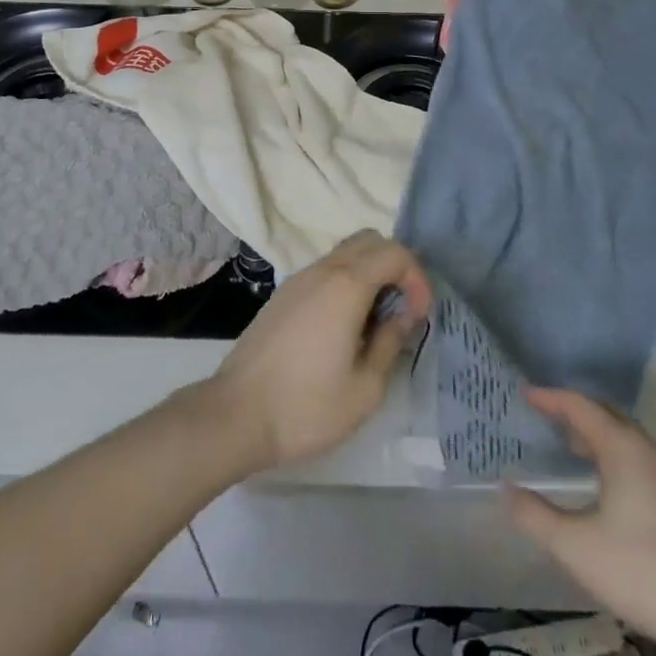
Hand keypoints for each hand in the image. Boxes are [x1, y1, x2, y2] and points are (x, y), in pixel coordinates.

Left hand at [203, 231, 431, 474]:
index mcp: (346, 285)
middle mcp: (322, 270)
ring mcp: (298, 279)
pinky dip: (347, 282)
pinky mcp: (283, 294)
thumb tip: (402, 315)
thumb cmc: (307, 406)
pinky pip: (326, 271)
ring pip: (346, 253)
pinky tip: (346, 326)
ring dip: (370, 273)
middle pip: (369, 240)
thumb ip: (391, 342)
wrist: (236, 415)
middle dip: (396, 266)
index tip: (419, 316)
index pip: (394, 252)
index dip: (417, 278)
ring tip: (377, 321)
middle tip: (404, 308)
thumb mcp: (365, 388)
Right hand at [503, 389, 655, 655]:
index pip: (579, 405)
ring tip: (568, 445)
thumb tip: (506, 489)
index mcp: (621, 447)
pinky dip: (610, 453)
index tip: (523, 393)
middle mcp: (644, 450)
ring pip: (623, 437)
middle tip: (544, 414)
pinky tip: (602, 485)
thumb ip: (536, 516)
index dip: (549, 397)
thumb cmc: (645, 571)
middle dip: (573, 410)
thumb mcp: (578, 548)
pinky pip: (634, 457)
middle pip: (605, 414)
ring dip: (594, 433)